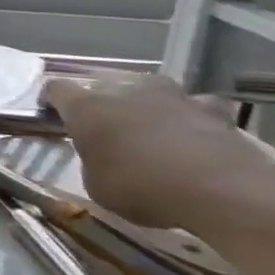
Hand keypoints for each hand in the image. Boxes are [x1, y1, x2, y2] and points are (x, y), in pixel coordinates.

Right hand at [42, 73, 267, 232]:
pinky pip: (197, 108)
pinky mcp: (214, 111)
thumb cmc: (141, 186)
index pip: (56, 89)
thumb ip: (93, 162)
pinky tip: (196, 136)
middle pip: (105, 85)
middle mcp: (124, 89)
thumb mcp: (97, 185)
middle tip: (107, 127)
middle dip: (104, 103)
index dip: (51, 101)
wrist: (222, 189)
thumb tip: (102, 157)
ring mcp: (172, 95)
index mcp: (85, 106)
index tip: (51, 114)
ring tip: (153, 130)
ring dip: (149, 107)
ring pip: (151, 92)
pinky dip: (193, 118)